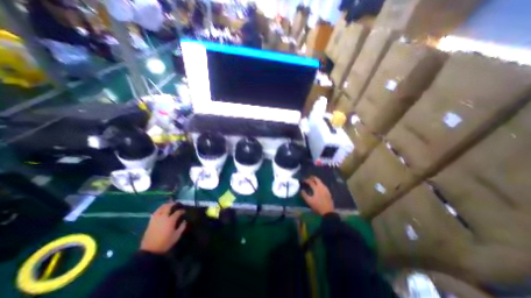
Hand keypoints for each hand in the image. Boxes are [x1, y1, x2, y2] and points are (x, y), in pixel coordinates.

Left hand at [141, 202, 185, 253]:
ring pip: (160, 208)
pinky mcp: (150, 222)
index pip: (178, 212)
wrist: (150, 251)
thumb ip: (182, 227)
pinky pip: (155, 213)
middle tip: (176, 203)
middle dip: (172, 204)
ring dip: (165, 205)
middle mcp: (163, 217)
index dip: (182, 211)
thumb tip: (184, 221)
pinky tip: (161, 211)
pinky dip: (159, 210)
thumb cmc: (165, 243)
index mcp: (170, 220)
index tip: (184, 211)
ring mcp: (155, 219)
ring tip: (168, 204)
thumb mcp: (177, 236)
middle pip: (168, 207)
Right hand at [300, 176, 332, 214]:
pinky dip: (319, 184)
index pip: (311, 181)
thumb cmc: (318, 206)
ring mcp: (326, 189)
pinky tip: (318, 187)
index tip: (303, 180)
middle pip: (317, 179)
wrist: (328, 212)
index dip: (306, 180)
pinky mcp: (328, 192)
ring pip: (321, 182)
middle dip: (312, 178)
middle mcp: (322, 187)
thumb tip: (301, 190)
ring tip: (313, 182)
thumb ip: (304, 195)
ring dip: (316, 181)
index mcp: (316, 188)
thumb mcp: (309, 201)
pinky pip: (323, 185)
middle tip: (309, 178)